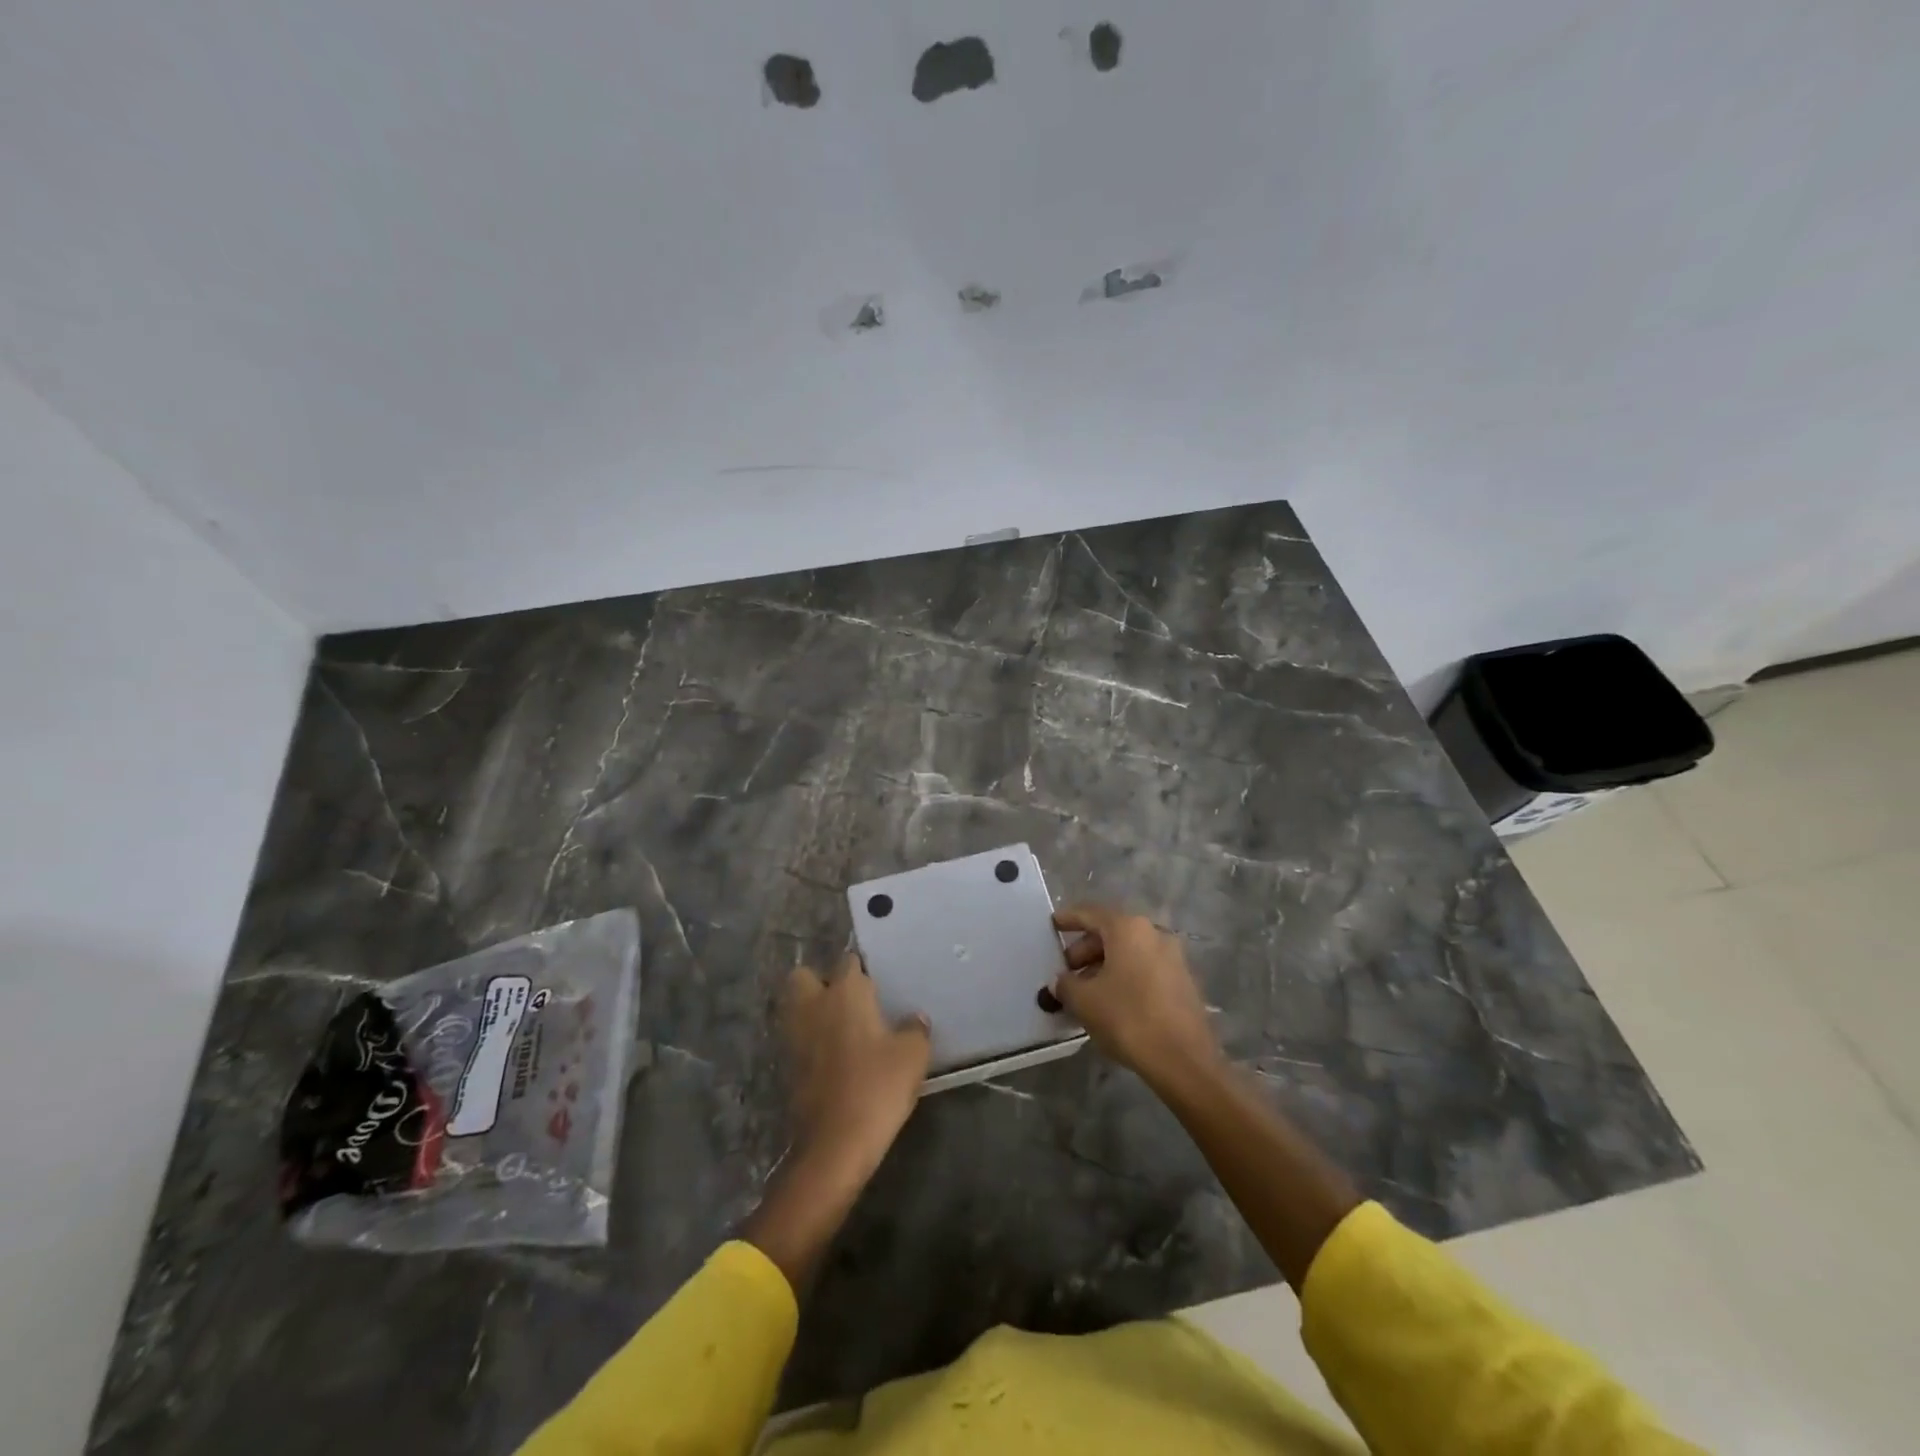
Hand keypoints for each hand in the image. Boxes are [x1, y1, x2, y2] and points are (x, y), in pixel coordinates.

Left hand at [783, 953, 931, 1175]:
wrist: (835, 1143)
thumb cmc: (878, 1086)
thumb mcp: (912, 1055)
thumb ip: (915, 1029)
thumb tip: (915, 1018)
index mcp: (846, 992)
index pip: (848, 961)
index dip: (861, 969)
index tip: (876, 983)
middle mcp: (814, 1004)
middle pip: (804, 976)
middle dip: (820, 981)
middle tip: (847, 1000)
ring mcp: (795, 1034)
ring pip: (795, 1007)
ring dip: (811, 1011)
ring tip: (839, 1028)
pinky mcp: (785, 1064)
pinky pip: (796, 1038)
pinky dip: (808, 1041)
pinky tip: (831, 1056)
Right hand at [1051, 905, 1221, 1089]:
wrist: (1184, 1060)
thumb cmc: (1128, 1018)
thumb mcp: (1084, 1001)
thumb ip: (1065, 984)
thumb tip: (1060, 981)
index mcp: (1128, 928)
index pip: (1090, 914)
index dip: (1068, 918)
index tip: (1052, 924)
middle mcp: (1153, 933)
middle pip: (1111, 933)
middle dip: (1085, 950)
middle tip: (1066, 971)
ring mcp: (1172, 957)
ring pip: (1129, 952)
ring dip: (1104, 966)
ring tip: (1085, 991)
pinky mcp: (1183, 981)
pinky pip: (1144, 968)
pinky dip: (1124, 976)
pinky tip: (1111, 1001)